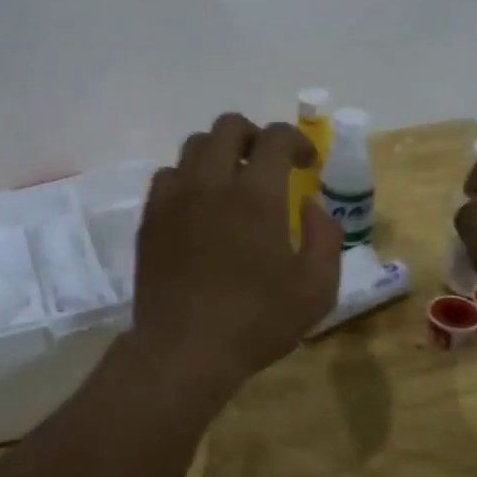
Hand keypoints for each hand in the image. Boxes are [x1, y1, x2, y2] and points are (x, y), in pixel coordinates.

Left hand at [130, 113, 341, 397]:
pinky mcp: (151, 216)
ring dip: (219, 153)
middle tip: (267, 164)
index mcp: (256, 195)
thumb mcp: (316, 288)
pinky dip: (188, 178)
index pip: (275, 138)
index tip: (307, 162)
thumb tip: (312, 205)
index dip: (297, 140)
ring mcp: (174, 197)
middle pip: (228, 126)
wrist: (183, 349)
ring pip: (193, 145)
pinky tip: (198, 205)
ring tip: (231, 181)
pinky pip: (167, 175)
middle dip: (254, 135)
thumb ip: (325, 237)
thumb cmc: (256, 321)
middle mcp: (211, 182)